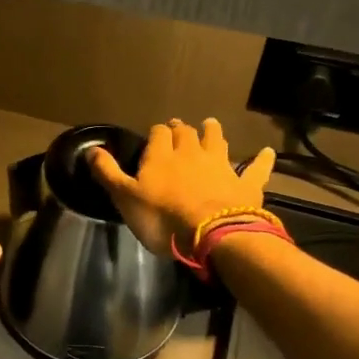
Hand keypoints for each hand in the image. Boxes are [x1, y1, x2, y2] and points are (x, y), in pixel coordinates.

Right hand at [89, 118, 275, 256]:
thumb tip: (91, 149)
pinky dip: (261, 160)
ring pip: (217, 141)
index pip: (158, 134)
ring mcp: (221, 166)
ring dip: (213, 132)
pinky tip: (267, 152)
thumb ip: (107, 173)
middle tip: (179, 128)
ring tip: (211, 124)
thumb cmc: (162, 217)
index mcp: (162, 155)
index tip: (154, 135)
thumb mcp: (125, 197)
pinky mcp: (245, 184)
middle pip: (187, 133)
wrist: (211, 234)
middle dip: (182, 129)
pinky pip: (256, 168)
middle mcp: (192, 153)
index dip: (156, 133)